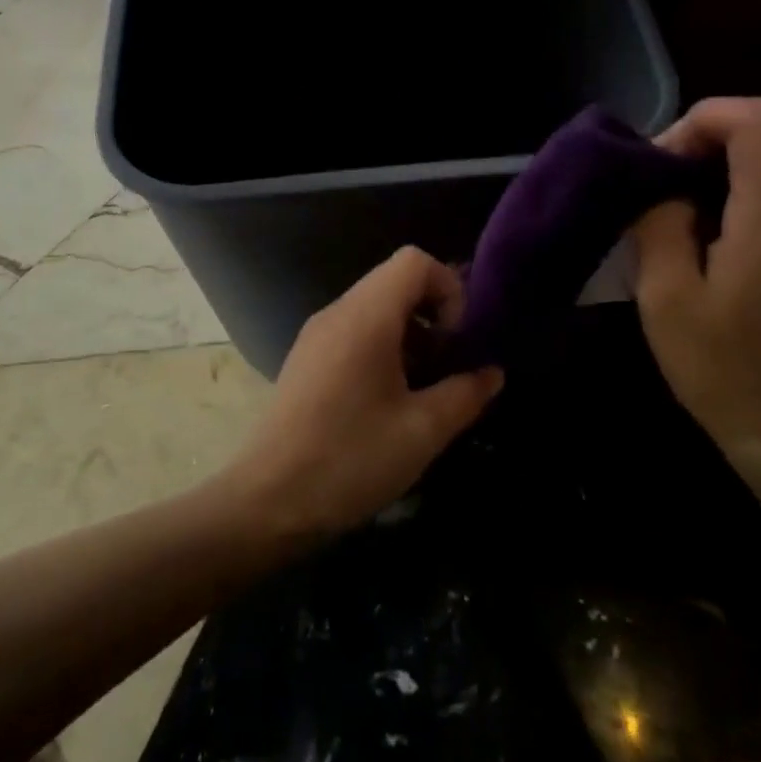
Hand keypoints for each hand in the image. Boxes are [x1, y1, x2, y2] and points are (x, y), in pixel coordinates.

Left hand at [230, 247, 503, 540]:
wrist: (268, 500)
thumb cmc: (351, 460)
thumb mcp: (422, 430)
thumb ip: (465, 393)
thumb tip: (491, 372)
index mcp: (364, 317)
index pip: (414, 261)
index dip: (448, 289)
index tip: (457, 341)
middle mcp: (336, 313)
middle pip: (394, 282)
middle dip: (432, 314)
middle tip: (447, 366)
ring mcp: (315, 336)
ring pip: (374, 309)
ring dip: (409, 335)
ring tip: (423, 388)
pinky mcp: (305, 360)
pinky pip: (353, 333)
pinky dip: (382, 349)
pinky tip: (388, 401)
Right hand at [630, 98, 760, 507]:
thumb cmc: (723, 371)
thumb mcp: (667, 300)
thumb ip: (661, 227)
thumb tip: (663, 191)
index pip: (760, 120)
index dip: (706, 119)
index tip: (662, 159)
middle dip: (710, 144)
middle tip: (661, 187)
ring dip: (728, 176)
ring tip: (681, 218)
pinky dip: (750, 203)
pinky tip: (718, 250)